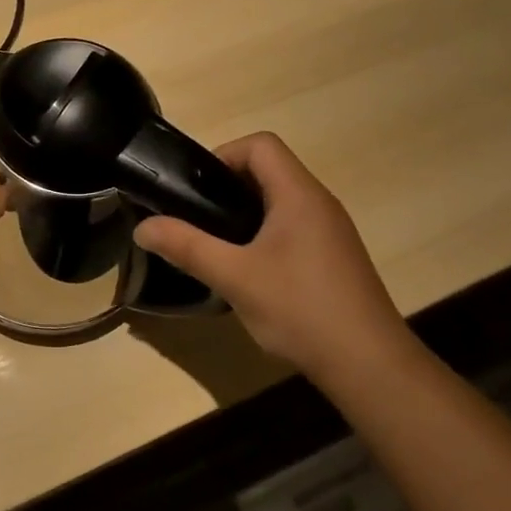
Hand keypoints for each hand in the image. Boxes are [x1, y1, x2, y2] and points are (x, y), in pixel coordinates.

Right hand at [133, 133, 415, 377]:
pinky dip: (264, 235)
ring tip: (215, 245)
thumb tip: (142, 227)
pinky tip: (248, 272)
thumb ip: (186, 247)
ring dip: (244, 213)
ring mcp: (330, 231)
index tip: (196, 190)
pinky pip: (292, 227)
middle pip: (269, 170)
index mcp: (299, 195)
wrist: (369, 364)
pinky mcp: (333, 257)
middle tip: (197, 219)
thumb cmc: (301, 309)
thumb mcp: (234, 277)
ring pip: (280, 201)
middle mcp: (319, 203)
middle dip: (227, 187)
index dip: (223, 155)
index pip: (260, 145)